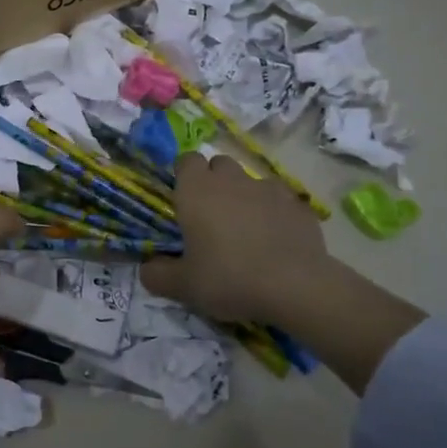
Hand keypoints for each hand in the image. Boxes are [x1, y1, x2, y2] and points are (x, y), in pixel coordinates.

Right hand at [143, 152, 425, 395]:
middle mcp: (232, 180)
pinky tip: (276, 239)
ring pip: (251, 181)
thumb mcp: (183, 286)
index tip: (183, 198)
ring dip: (245, 196)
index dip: (184, 175)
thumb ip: (157, 275)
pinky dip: (274, 213)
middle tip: (212, 215)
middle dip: (214, 181)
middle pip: (219, 164)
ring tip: (246, 230)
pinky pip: (280, 201)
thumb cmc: (229, 278)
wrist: (295, 287)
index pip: (186, 160)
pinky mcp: (299, 205)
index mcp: (197, 191)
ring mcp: (269, 189)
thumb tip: (147, 268)